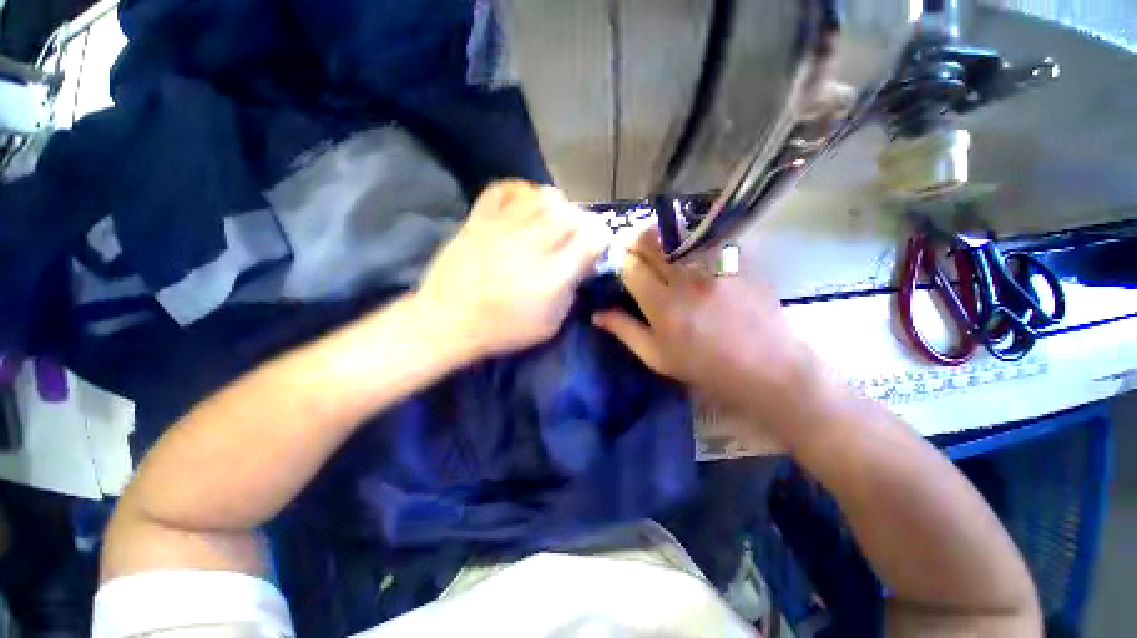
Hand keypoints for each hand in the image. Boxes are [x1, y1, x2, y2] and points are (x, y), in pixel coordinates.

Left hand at [418, 181, 608, 358]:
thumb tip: (582, 265)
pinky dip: (521, 190)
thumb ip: (571, 293)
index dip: (601, 239)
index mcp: (551, 276)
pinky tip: (526, 204)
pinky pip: (504, 190)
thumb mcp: (549, 325)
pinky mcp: (479, 220)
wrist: (448, 321)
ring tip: (557, 218)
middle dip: (583, 221)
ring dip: (558, 205)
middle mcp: (530, 246)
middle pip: (569, 214)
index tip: (598, 245)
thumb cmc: (502, 329)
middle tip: (579, 232)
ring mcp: (502, 229)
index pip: (590, 240)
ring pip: (542, 197)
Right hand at [593, 229, 817, 420]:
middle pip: (650, 241)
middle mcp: (686, 279)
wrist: (768, 368)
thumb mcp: (658, 358)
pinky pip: (705, 236)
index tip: (618, 263)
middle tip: (631, 247)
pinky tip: (687, 247)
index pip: (630, 266)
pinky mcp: (737, 259)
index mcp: (663, 306)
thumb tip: (596, 314)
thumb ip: (625, 331)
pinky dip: (688, 237)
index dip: (619, 260)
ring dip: (658, 234)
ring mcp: (715, 265)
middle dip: (633, 240)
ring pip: (675, 233)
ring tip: (655, 244)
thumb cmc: (706, 368)